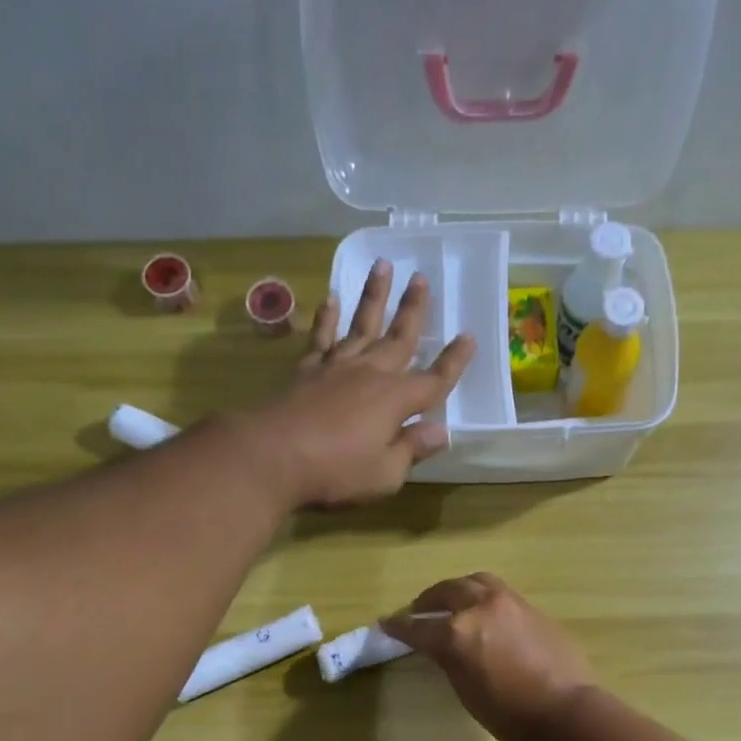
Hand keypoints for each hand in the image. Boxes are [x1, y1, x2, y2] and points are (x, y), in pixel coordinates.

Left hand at [225, 260, 473, 511]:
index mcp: (395, 400)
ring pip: (361, 325)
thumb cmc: (336, 472)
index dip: (453, 362)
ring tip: (384, 266)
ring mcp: (336, 368)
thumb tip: (441, 432)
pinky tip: (331, 299)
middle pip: (398, 338)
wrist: (272, 457)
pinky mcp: (306, 371)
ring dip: (374, 296)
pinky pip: (322, 338)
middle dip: (413, 310)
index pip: (434, 380)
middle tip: (422, 278)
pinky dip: (328, 318)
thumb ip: (411, 450)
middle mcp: (370, 374)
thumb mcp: (385, 474)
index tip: (469, 337)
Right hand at [383, 574, 596, 740]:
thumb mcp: (466, 690)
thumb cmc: (509, 714)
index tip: (387, 623)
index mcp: (457, 633)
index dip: (399, 627)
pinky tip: (483, 612)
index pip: (418, 627)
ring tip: (452, 602)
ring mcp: (509, 603)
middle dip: (428, 601)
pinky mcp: (532, 607)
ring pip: (475, 582)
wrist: (565, 711)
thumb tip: (441, 646)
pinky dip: (483, 597)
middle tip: (419, 611)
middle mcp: (480, 607)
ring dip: (458, 589)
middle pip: (446, 592)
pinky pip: (499, 592)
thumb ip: (449, 659)